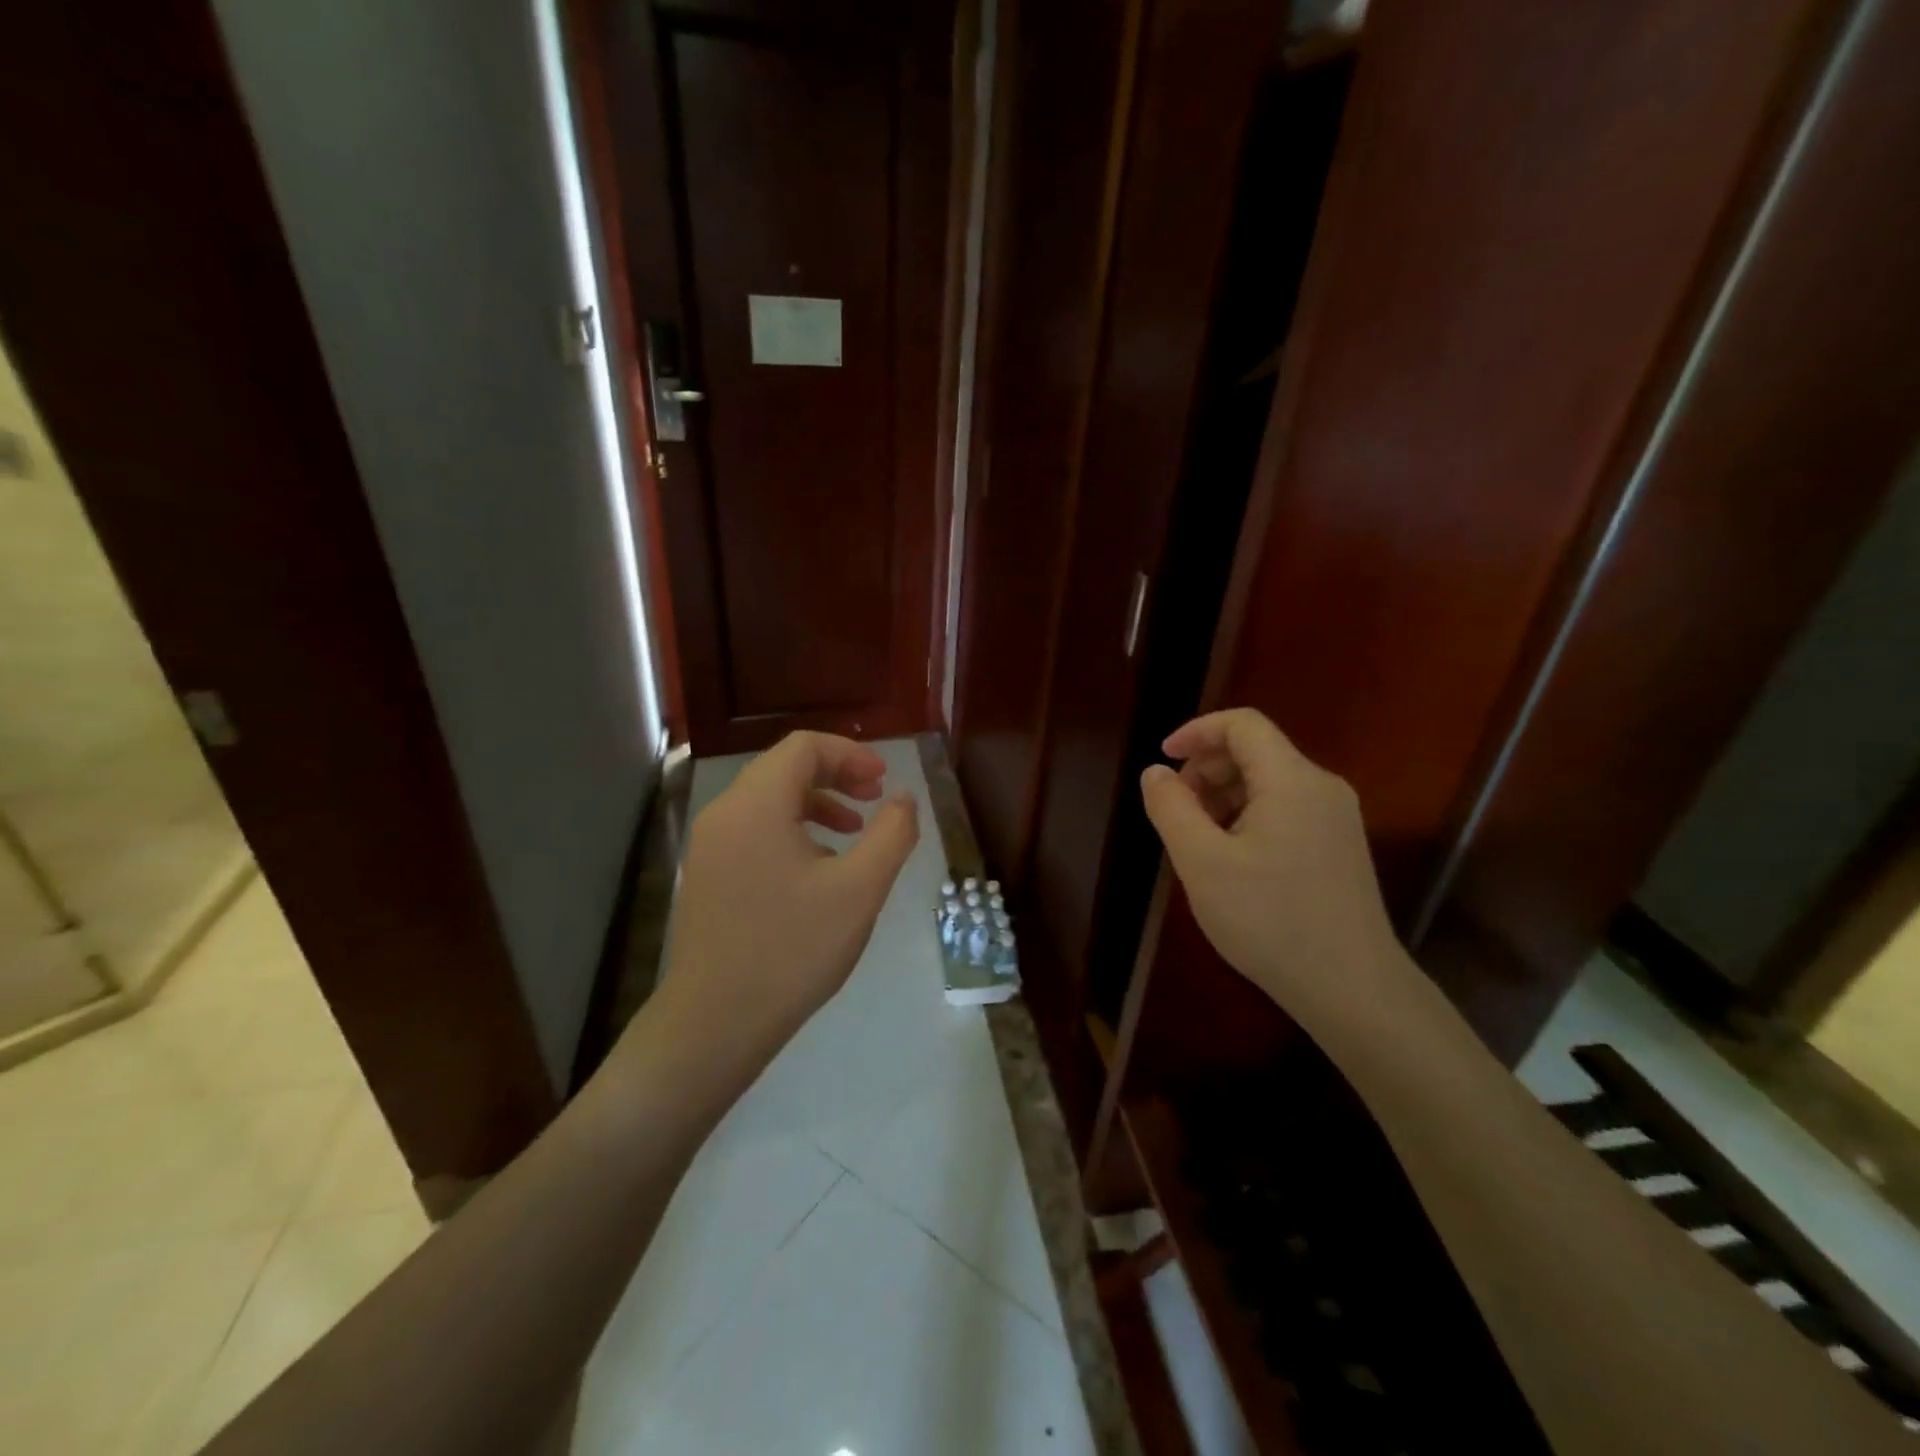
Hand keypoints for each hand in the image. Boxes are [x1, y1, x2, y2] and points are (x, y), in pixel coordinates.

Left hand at [659, 732, 918, 1071]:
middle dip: (836, 775)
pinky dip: (792, 830)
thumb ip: (891, 834)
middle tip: (875, 799)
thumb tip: (903, 798)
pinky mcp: (707, 875)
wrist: (714, 1023)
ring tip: (854, 833)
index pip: (804, 748)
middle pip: (784, 769)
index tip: (883, 781)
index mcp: (756, 805)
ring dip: (816, 803)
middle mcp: (725, 814)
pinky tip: (818, 869)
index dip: (850, 754)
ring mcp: (709, 846)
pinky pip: (753, 831)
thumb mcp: (859, 890)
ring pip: (768, 801)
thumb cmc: (792, 950)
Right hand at [1140, 708, 1406, 1036]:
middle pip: (1256, 751)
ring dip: (1224, 794)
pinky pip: (1286, 810)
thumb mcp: (1202, 862)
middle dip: (1207, 767)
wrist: (1352, 989)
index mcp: (1292, 780)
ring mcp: (1337, 819)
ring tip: (1195, 837)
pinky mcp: (1339, 848)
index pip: (1242, 724)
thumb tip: (1155, 773)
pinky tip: (1230, 858)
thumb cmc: (1270, 920)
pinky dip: (1248, 815)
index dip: (1196, 731)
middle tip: (1174, 807)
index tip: (1163, 760)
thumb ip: (1171, 808)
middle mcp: (1321, 787)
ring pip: (1270, 782)